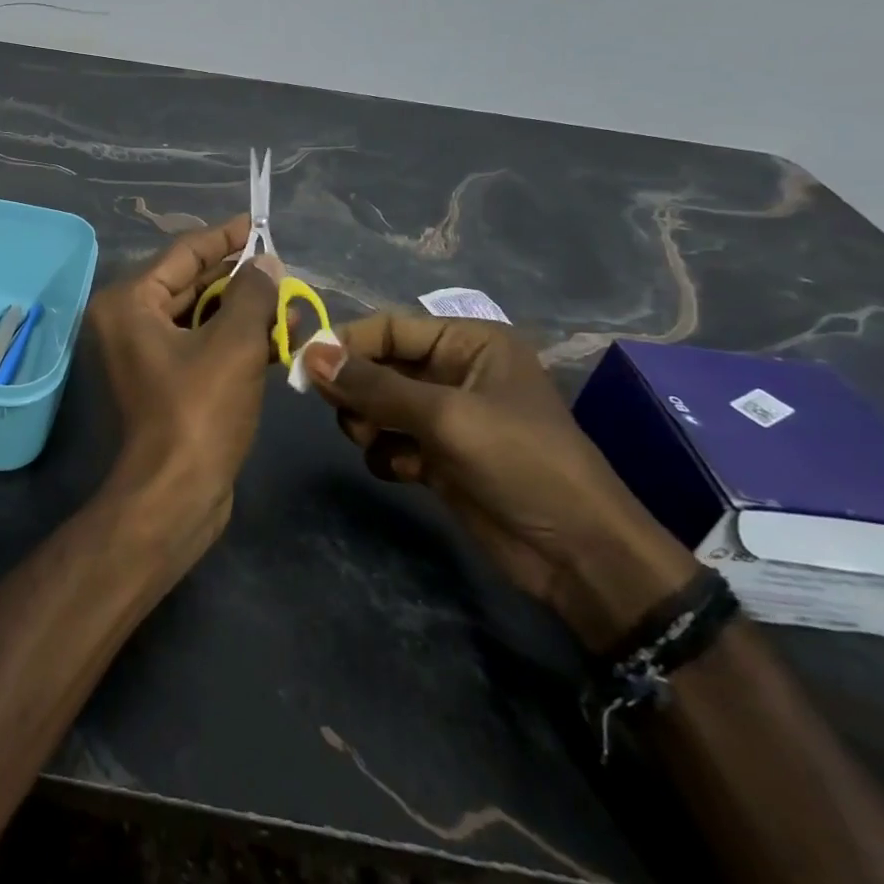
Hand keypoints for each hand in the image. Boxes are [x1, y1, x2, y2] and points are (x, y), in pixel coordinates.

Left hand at [86, 216, 280, 548]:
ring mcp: (145, 354)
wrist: (175, 495)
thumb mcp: (233, 344)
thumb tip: (267, 262)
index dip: (224, 237)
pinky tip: (281, 337)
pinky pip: (203, 345)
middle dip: (240, 279)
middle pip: (191, 284)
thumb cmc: (198, 411)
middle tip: (282, 268)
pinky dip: (237, 340)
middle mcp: (128, 321)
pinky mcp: (165, 382)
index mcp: (129, 302)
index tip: (257, 223)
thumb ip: (252, 293)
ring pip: (201, 317)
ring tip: (292, 303)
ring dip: (245, 312)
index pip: (182, 254)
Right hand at [301, 314, 695, 650]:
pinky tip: (406, 471)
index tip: (304, 365)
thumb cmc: (521, 462)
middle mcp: (454, 371)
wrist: (578, 555)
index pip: (390, 328)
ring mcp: (447, 416)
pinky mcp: (439, 455)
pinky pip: (389, 440)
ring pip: (377, 404)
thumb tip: (309, 354)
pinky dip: (386, 453)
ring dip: (367, 423)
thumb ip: (374, 386)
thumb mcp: (445, 416)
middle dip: (356, 389)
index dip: (346, 343)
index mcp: (469, 342)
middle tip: (340, 411)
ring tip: (374, 442)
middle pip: (379, 365)